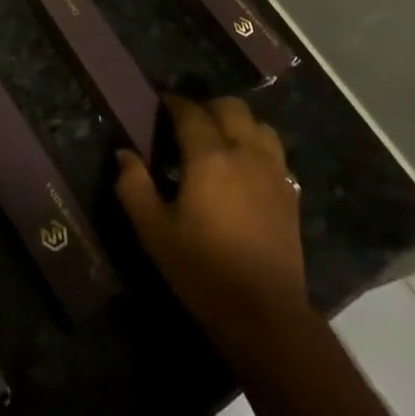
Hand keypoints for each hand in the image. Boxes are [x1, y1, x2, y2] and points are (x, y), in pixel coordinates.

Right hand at [116, 96, 307, 353]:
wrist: (264, 312)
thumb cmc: (201, 270)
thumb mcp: (153, 231)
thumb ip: (133, 186)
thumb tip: (124, 154)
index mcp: (209, 157)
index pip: (191, 112)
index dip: (174, 103)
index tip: (161, 103)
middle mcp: (245, 153)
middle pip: (231, 108)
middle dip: (208, 106)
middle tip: (187, 122)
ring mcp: (273, 172)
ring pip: (259, 125)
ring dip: (237, 122)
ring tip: (219, 139)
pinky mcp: (290, 193)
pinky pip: (275, 152)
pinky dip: (258, 145)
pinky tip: (245, 167)